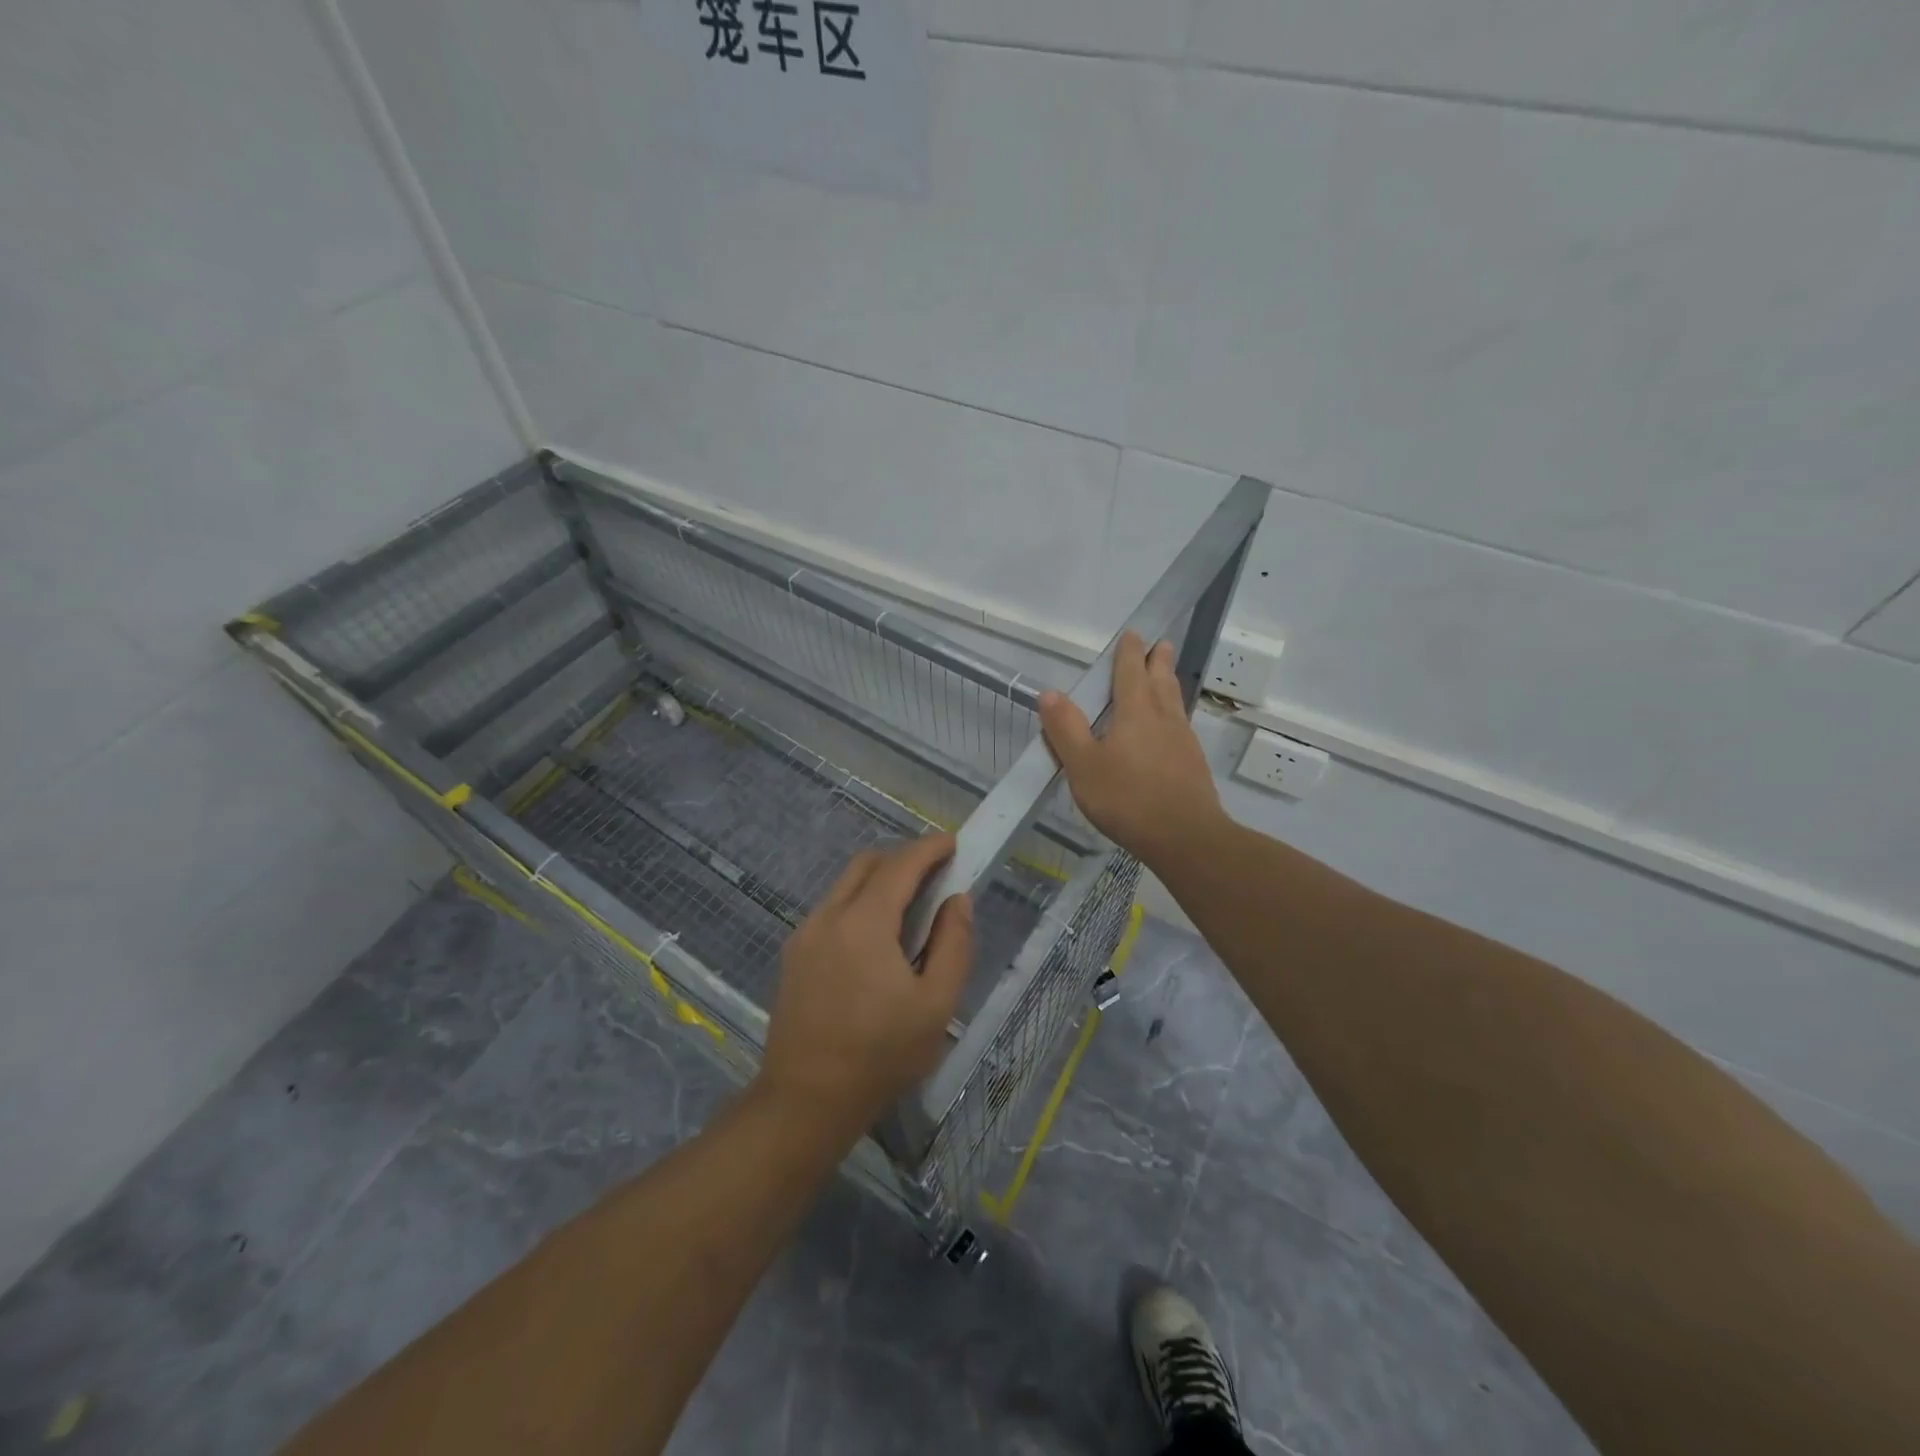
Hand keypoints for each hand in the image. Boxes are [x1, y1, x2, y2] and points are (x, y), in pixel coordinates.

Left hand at [758, 833, 974, 1135]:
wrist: (806, 1100)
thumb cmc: (880, 1055)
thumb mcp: (936, 1004)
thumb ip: (954, 944)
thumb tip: (958, 900)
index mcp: (864, 923)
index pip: (901, 865)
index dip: (930, 848)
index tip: (954, 842)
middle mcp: (829, 916)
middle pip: (867, 864)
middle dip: (904, 858)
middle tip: (936, 873)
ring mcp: (805, 934)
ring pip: (845, 885)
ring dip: (879, 880)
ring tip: (911, 906)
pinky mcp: (793, 954)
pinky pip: (831, 910)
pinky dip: (859, 903)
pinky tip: (877, 938)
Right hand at [1039, 631, 1226, 867]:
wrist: (1185, 837)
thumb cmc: (1127, 798)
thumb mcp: (1083, 766)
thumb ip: (1066, 729)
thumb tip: (1050, 693)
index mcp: (1135, 712)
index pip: (1130, 672)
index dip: (1129, 652)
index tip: (1132, 634)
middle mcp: (1163, 718)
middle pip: (1160, 680)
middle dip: (1156, 660)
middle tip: (1159, 645)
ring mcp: (1182, 740)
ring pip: (1174, 701)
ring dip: (1168, 683)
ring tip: (1166, 676)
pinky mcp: (1192, 763)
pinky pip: (1180, 725)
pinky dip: (1172, 714)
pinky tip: (1170, 728)